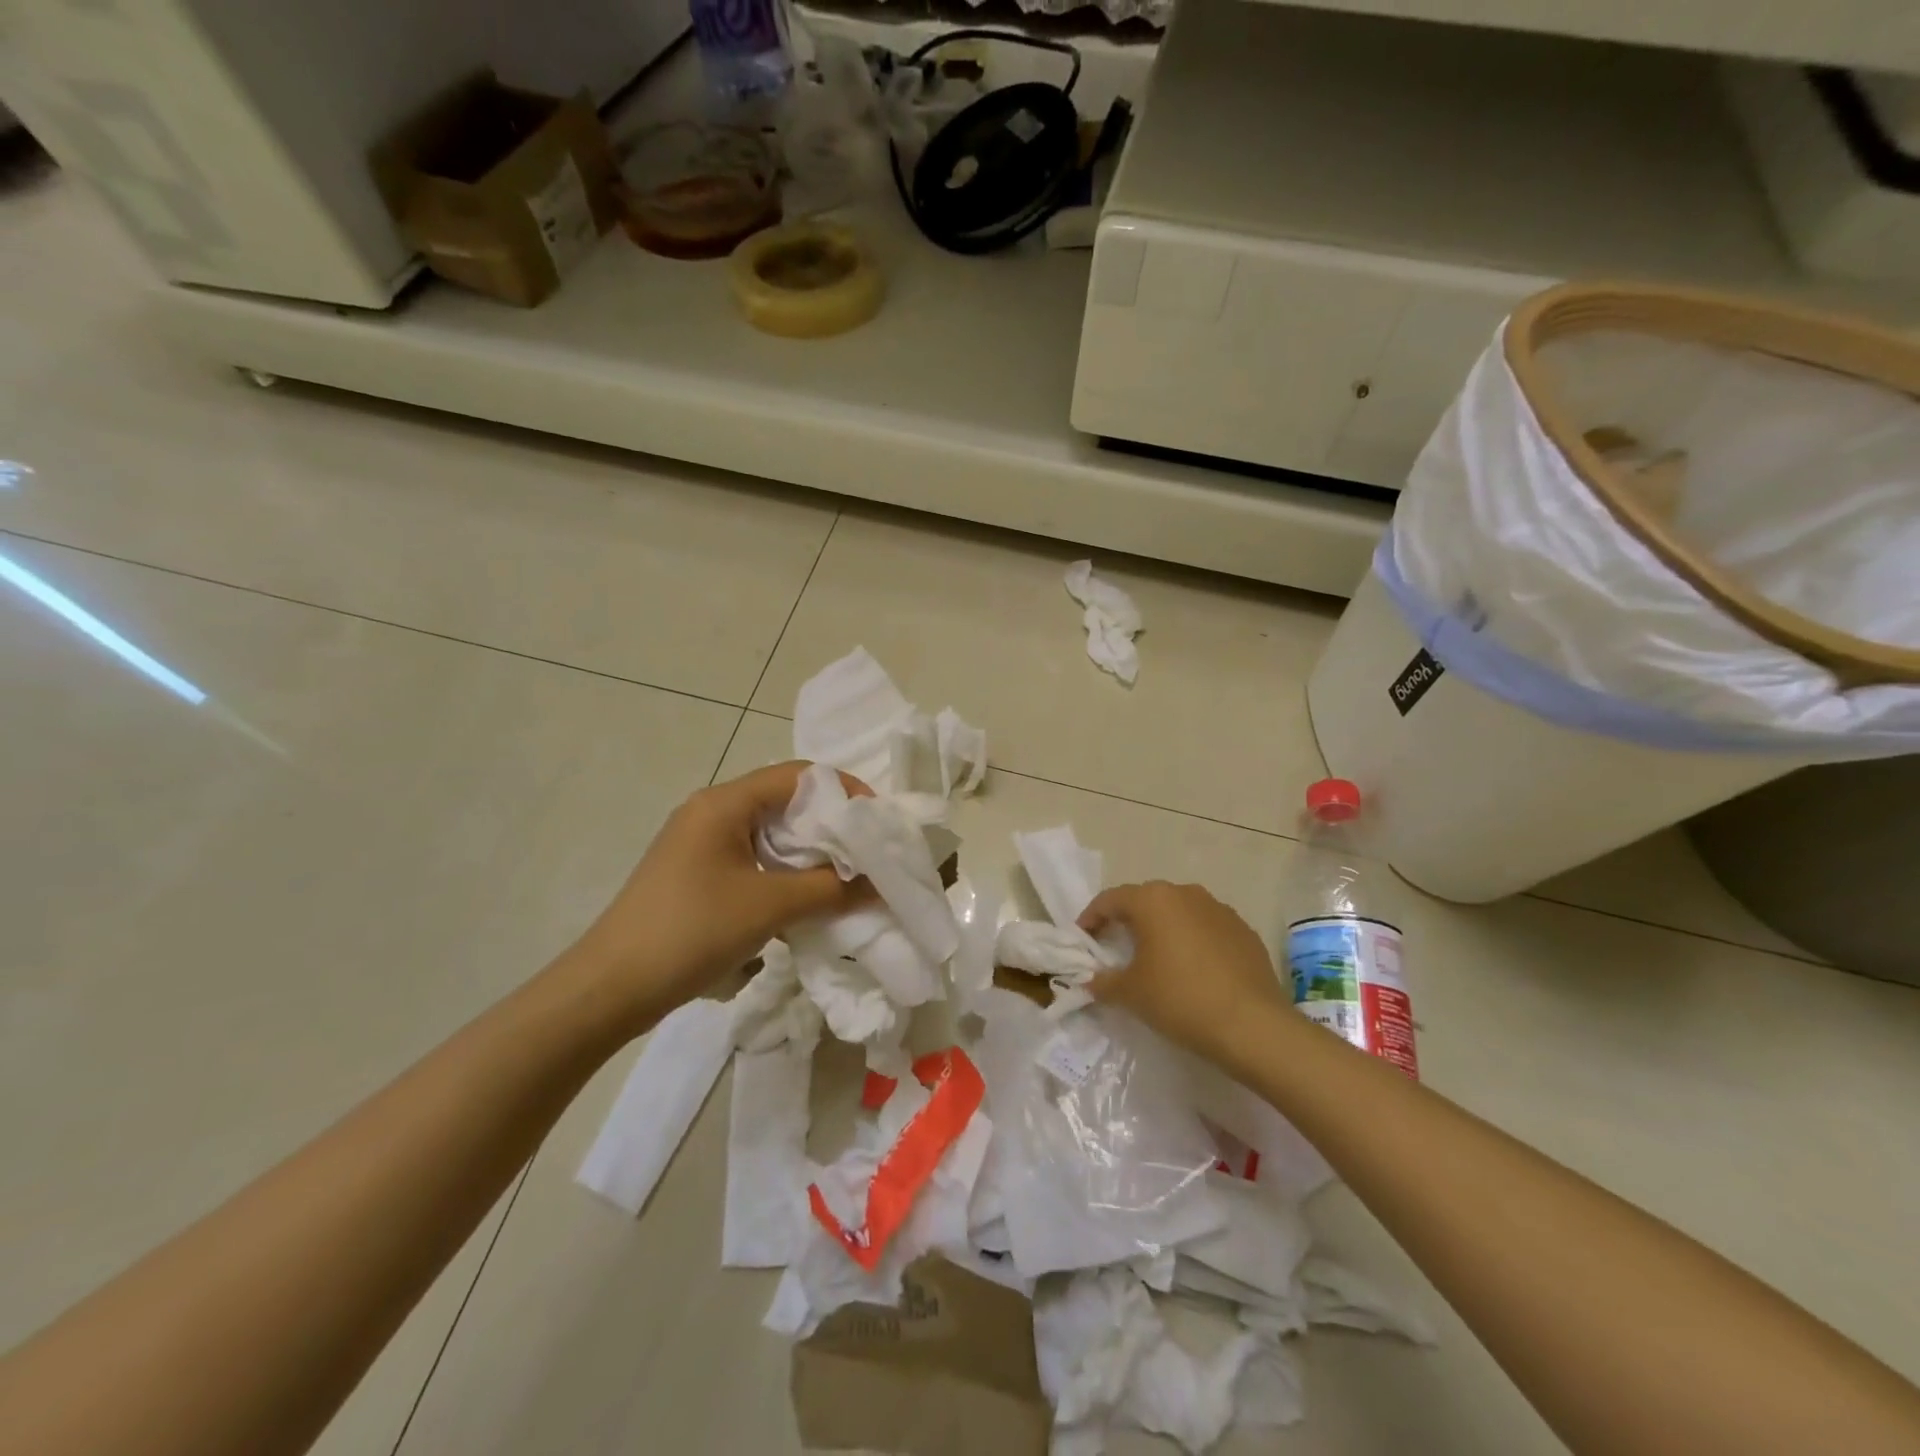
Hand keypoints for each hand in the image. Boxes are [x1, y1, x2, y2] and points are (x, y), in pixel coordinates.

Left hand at [566, 761, 870, 1031]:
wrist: (610, 988)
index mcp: (724, 803)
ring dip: (809, 853)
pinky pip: (754, 859)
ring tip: (845, 878)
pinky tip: (805, 899)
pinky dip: (785, 872)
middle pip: (786, 802)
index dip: (844, 791)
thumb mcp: (769, 907)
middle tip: (868, 853)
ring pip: (771, 834)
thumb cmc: (691, 931)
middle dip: (831, 826)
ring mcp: (701, 843)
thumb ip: (830, 889)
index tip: (877, 822)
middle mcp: (712, 811)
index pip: (798, 775)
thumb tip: (881, 885)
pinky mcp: (697, 873)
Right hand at [1079, 881, 1290, 1064]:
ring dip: (1162, 930)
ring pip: (1179, 913)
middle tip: (1115, 948)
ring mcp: (1219, 909)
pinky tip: (1192, 971)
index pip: (1110, 900)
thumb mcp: (1131, 993)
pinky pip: (1206, 929)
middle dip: (1127, 921)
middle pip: (1145, 901)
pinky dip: (1192, 942)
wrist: (1253, 1026)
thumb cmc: (1180, 999)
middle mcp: (1185, 893)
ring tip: (1155, 960)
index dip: (1091, 918)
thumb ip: (1103, 981)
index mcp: (1153, 900)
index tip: (1082, 940)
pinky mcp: (1244, 931)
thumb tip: (1090, 980)